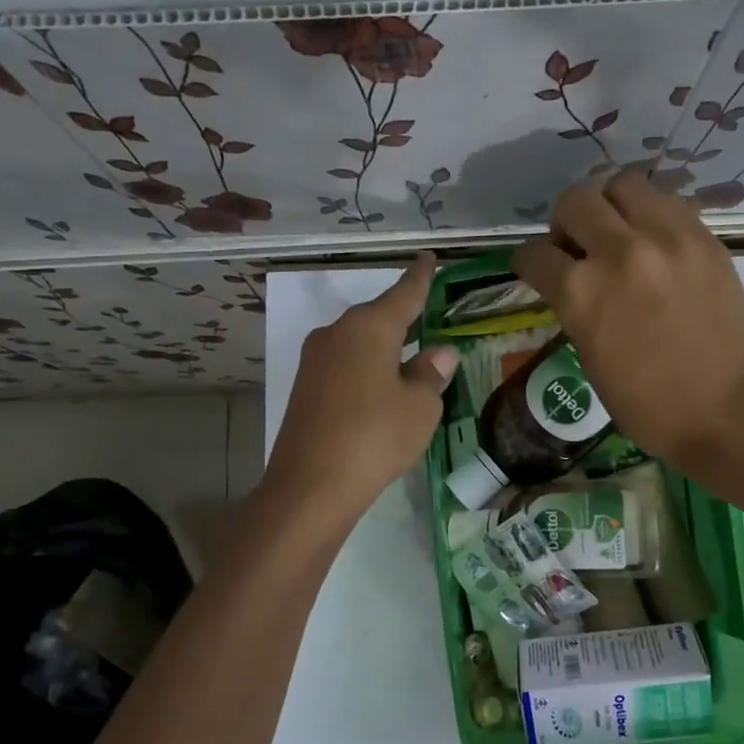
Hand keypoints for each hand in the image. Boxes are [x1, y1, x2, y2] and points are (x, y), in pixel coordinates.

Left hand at [262, 255, 458, 520]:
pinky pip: (345, 365)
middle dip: (402, 317)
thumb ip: (431, 374)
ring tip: (409, 357)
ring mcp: (315, 360)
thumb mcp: (420, 406)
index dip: (420, 277)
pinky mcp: (305, 388)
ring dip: (384, 347)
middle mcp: (337, 333)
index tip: (428, 257)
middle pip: (377, 317)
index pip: (404, 293)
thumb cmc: (376, 437)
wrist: (310, 486)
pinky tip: (380, 387)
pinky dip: (366, 369)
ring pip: (359, 342)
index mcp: (369, 327)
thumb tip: (439, 353)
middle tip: (427, 316)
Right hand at [512, 170, 743, 472]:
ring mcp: (667, 239)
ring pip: (623, 185)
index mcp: (582, 292)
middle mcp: (620, 252)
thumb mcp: (589, 355)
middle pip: (574, 202)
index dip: (527, 261)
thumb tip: (570, 278)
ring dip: (610, 206)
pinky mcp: (704, 238)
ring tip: (618, 233)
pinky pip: (667, 202)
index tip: (535, 267)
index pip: (535, 254)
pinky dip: (651, 215)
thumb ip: (575, 306)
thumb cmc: (647, 403)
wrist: (724, 408)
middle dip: (565, 224)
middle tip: (578, 247)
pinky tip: (655, 243)